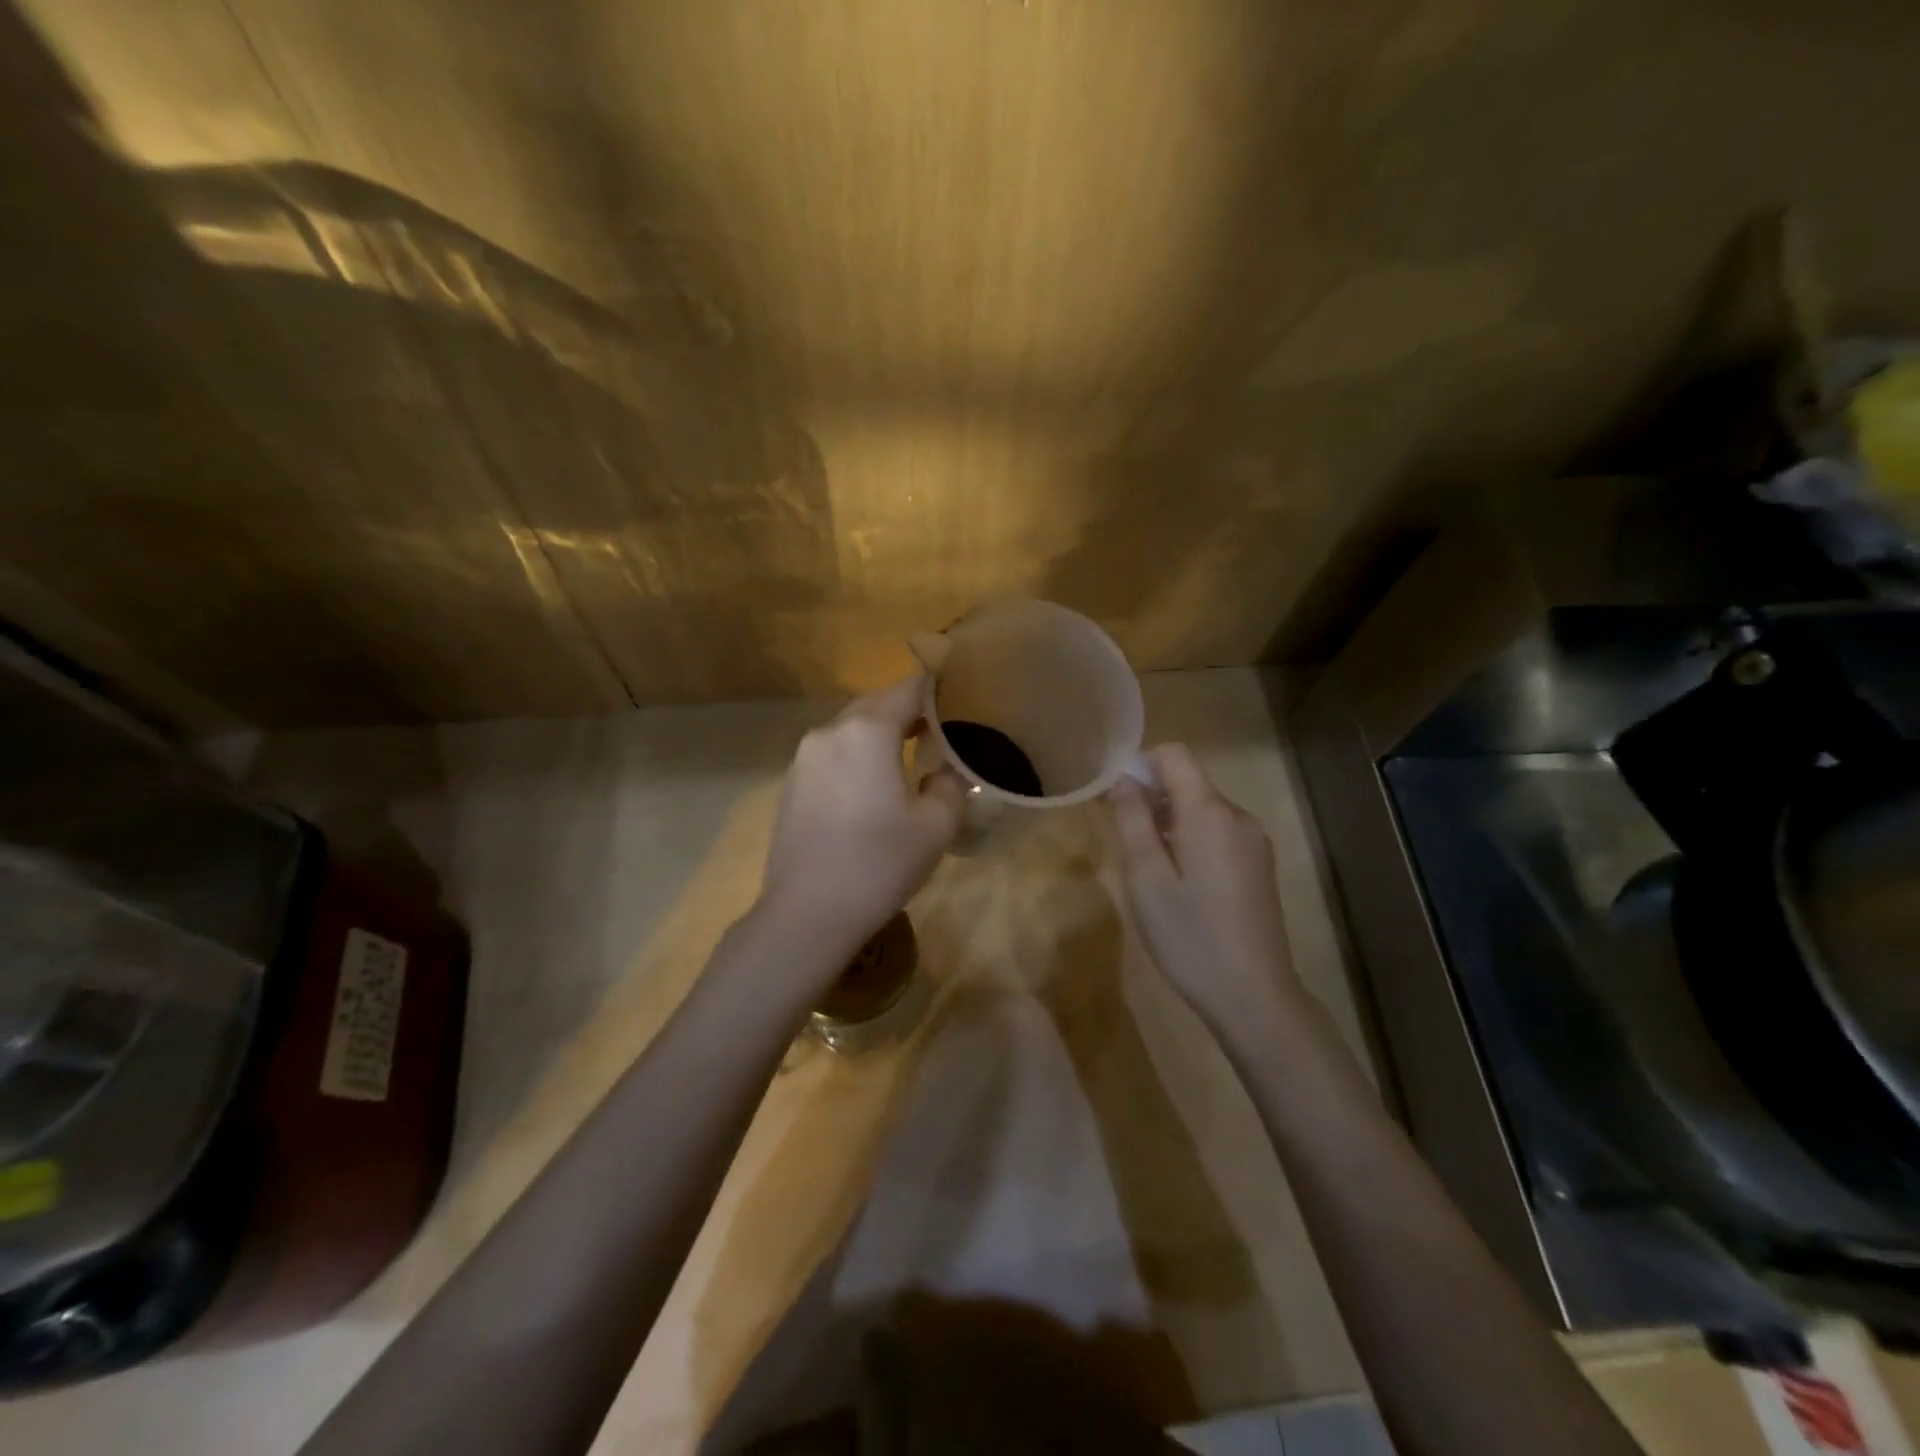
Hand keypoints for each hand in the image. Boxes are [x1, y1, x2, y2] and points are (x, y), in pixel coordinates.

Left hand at [759, 676, 964, 960]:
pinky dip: (856, 755)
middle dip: (910, 712)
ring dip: (881, 734)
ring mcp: (804, 757)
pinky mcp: (791, 783)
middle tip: (942, 732)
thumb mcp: (935, 826)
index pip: (910, 689)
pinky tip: (871, 785)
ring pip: (851, 728)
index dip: (939, 690)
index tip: (963, 701)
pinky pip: (832, 753)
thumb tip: (947, 772)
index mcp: (868, 731)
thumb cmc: (878, 863)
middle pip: (877, 704)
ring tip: (910, 757)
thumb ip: (952, 786)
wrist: (807, 913)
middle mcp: (830, 731)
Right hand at [1105, 744, 1301, 1031]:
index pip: (1173, 754)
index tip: (1116, 801)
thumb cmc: (1189, 936)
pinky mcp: (1259, 864)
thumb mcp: (1146, 878)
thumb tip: (1121, 779)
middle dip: (1151, 799)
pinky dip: (1192, 840)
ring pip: (1202, 809)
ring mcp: (1253, 840)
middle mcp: (1237, 815)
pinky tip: (1182, 885)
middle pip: (1187, 781)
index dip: (1139, 765)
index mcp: (1208, 811)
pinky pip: (1218, 832)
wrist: (1254, 995)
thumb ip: (1131, 820)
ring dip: (1170, 823)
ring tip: (1151, 871)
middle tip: (1126, 844)